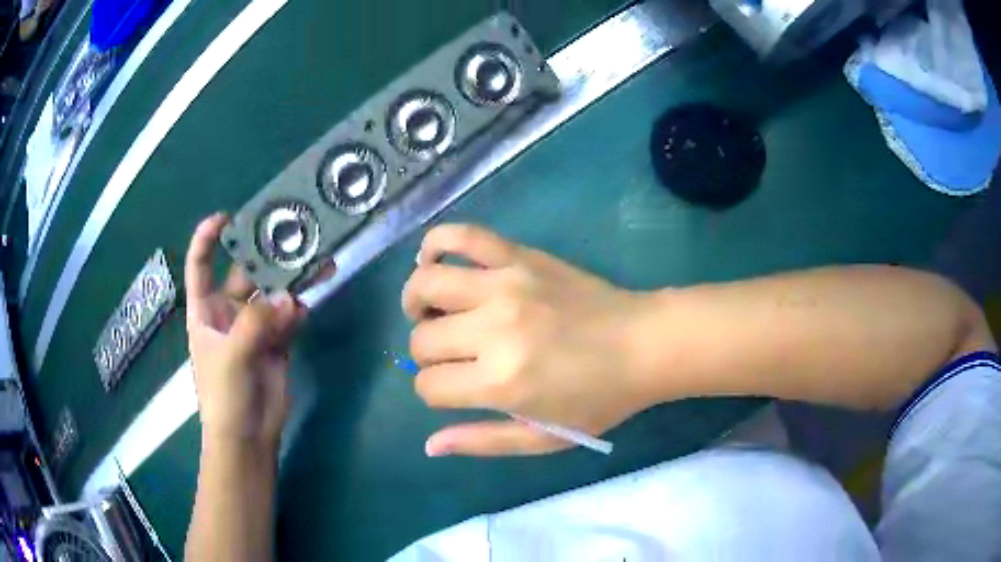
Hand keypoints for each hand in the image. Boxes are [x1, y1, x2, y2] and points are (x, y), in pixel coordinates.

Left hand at [185, 214, 305, 449]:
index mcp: (205, 310)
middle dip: (263, 255)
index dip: (207, 239)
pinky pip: (289, 317)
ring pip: (272, 293)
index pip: (200, 265)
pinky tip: (307, 305)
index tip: (225, 218)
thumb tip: (290, 297)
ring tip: (313, 262)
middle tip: (289, 234)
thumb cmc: (223, 395)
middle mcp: (229, 312)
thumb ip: (255, 324)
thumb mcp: (230, 356)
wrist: (248, 437)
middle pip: (244, 273)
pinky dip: (298, 310)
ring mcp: (255, 326)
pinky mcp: (277, 342)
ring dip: (290, 280)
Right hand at [403, 225, 657, 456]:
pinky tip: (435, 261)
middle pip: (422, 340)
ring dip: (415, 301)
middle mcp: (493, 330)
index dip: (432, 392)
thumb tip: (430, 444)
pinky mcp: (519, 256)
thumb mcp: (544, 438)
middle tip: (450, 356)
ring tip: (428, 311)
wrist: (644, 344)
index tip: (452, 390)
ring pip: (426, 285)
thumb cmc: (598, 399)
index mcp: (500, 383)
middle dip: (425, 355)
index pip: (429, 385)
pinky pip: (462, 236)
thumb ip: (483, 442)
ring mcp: (505, 285)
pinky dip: (436, 244)